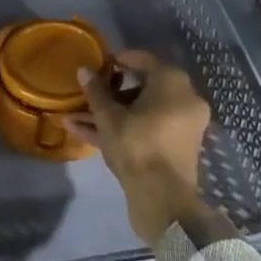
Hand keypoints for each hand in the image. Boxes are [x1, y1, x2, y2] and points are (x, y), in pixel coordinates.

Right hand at [67, 49, 211, 244]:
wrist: (163, 200)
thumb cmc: (137, 145)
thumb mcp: (108, 116)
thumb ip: (96, 90)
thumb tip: (84, 70)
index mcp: (173, 82)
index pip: (143, 60)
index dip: (119, 60)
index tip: (100, 66)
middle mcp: (184, 99)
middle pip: (142, 88)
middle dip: (110, 93)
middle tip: (88, 94)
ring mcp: (182, 126)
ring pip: (142, 112)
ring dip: (111, 114)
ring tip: (76, 118)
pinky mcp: (176, 149)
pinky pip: (148, 130)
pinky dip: (124, 130)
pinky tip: (88, 134)